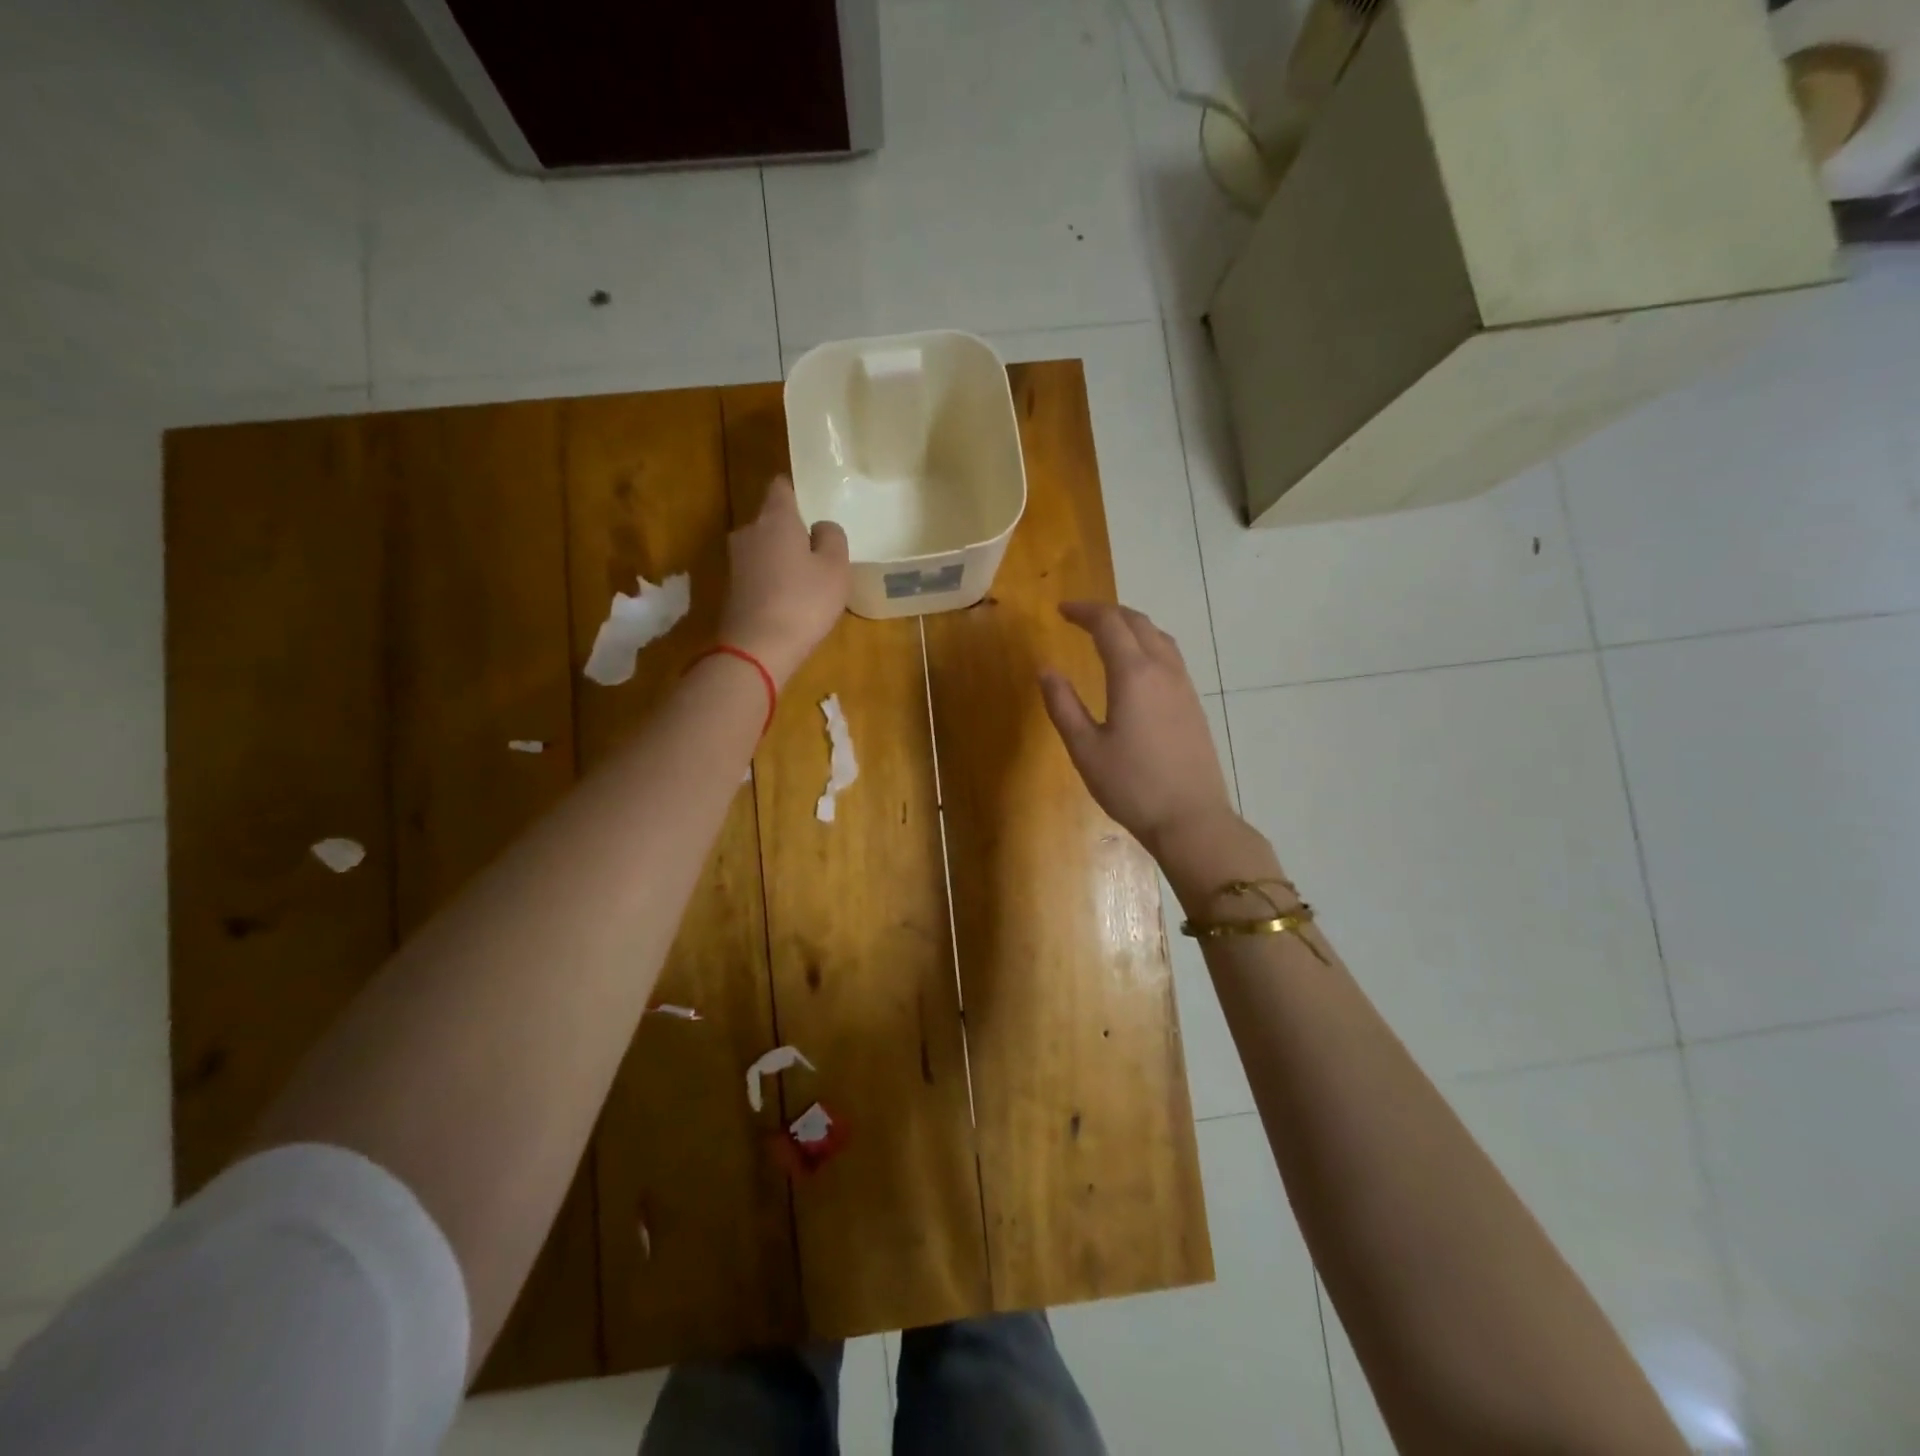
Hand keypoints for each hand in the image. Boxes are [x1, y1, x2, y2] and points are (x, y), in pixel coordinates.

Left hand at [719, 476, 850, 685]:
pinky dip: (772, 581)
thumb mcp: (835, 568)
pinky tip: (789, 602)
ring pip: (764, 548)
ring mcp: (735, 561)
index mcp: (775, 518)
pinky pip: (757, 574)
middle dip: (791, 531)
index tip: (812, 504)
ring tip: (806, 581)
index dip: (796, 492)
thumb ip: (832, 538)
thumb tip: (820, 528)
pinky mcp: (731, 589)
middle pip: (771, 520)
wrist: (757, 649)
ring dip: (781, 558)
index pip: (781, 487)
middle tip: (818, 552)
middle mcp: (749, 532)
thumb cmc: (804, 602)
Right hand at [1039, 602, 1237, 854]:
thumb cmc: (1131, 786)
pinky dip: (1148, 644)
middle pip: (1137, 622)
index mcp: (1133, 674)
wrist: (1191, 818)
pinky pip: (1170, 656)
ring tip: (1107, 633)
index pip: (1109, 624)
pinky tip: (1136, 665)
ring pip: (1159, 636)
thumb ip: (1063, 705)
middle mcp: (1163, 670)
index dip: (1084, 611)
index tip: (1061, 610)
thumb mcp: (1085, 749)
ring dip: (1131, 625)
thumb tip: (1046, 670)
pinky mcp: (1193, 703)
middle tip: (1080, 616)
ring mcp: (1183, 686)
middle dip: (1107, 612)